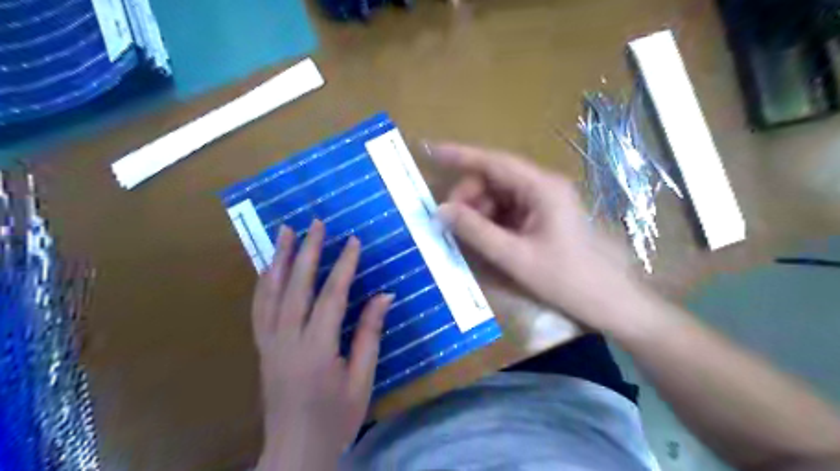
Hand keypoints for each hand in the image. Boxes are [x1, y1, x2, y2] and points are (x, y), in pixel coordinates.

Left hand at [252, 220, 394, 469]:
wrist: (294, 450)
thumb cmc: (336, 418)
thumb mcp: (362, 379)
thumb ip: (370, 335)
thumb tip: (384, 296)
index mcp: (317, 349)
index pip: (332, 296)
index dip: (344, 266)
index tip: (352, 241)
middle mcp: (288, 340)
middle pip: (297, 286)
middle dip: (308, 251)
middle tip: (315, 223)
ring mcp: (269, 343)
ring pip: (271, 293)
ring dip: (280, 259)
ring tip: (285, 232)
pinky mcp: (261, 348)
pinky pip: (259, 309)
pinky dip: (263, 283)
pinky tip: (268, 268)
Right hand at [430, 142, 643, 330]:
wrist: (610, 302)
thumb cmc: (567, 279)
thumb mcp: (515, 257)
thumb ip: (476, 232)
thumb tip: (440, 212)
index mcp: (541, 187)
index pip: (493, 162)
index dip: (460, 155)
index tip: (431, 150)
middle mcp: (542, 187)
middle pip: (494, 179)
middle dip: (468, 196)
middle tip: (449, 222)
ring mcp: (544, 202)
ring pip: (499, 196)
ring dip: (478, 211)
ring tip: (465, 236)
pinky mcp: (543, 217)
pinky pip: (509, 211)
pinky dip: (491, 221)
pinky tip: (483, 239)